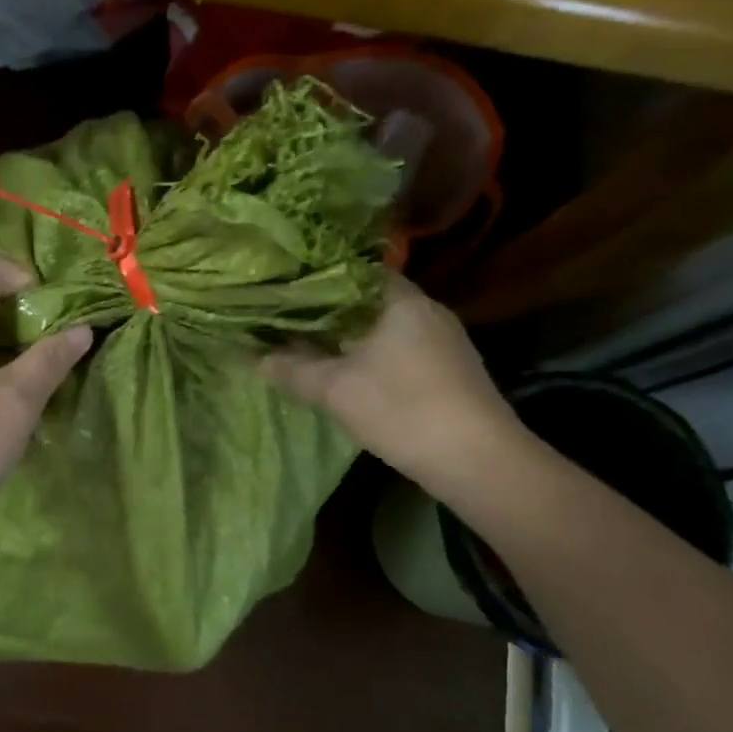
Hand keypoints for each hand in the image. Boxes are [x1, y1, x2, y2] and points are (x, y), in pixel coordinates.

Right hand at [260, 272, 521, 486]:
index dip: (315, 281)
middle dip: (328, 312)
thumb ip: (291, 369)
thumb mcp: (334, 389)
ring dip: (350, 336)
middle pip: (367, 300)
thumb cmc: (401, 409)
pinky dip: (373, 354)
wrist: (477, 459)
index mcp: (400, 299)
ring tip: (312, 347)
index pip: (351, 272)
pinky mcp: (451, 368)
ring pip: (384, 326)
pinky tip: (352, 374)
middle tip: (289, 322)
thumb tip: (255, 357)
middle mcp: (427, 309)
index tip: (284, 293)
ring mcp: (444, 339)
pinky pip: (401, 347)